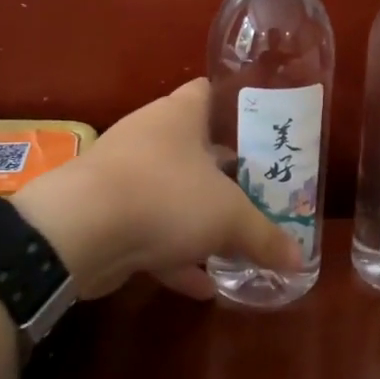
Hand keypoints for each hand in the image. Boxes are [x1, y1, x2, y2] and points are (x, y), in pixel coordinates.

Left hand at [13, 80, 300, 298]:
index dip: (232, 106)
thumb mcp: (230, 218)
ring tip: (234, 244)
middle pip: (193, 148)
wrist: (81, 231)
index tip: (259, 127)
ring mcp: (123, 175)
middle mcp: (149, 136)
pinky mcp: (105, 214)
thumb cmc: (166, 196)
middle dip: (223, 173)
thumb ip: (265, 236)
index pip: (207, 93)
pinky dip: (174, 256)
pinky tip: (201, 285)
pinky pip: (149, 231)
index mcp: (178, 116)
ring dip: (198, 220)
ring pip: (170, 193)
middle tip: (257, 191)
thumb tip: (299, 259)